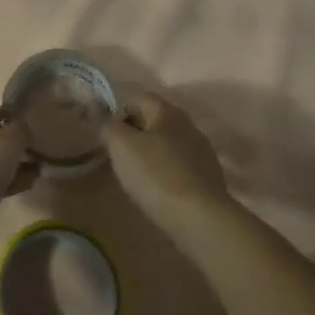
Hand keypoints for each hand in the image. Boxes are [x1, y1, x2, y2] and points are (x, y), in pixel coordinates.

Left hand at [0, 105, 35, 250]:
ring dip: (12, 164)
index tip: (29, 123)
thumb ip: (19, 130)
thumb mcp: (5, 145)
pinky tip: (24, 187)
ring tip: (36, 171)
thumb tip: (23, 128)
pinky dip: (5, 183)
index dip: (7, 113)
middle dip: (12, 142)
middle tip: (35, 149)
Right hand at [102, 92, 228, 212]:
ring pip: (169, 144)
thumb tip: (105, 116)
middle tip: (120, 155)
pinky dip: (167, 171)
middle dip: (135, 133)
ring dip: (152, 153)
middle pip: (155, 120)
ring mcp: (202, 151)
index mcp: (167, 112)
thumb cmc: (155, 174)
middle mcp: (188, 125)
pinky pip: (180, 165)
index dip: (120, 111)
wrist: (200, 217)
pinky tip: (159, 190)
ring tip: (138, 176)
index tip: (109, 135)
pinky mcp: (209, 176)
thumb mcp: (121, 146)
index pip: (139, 98)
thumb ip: (109, 125)